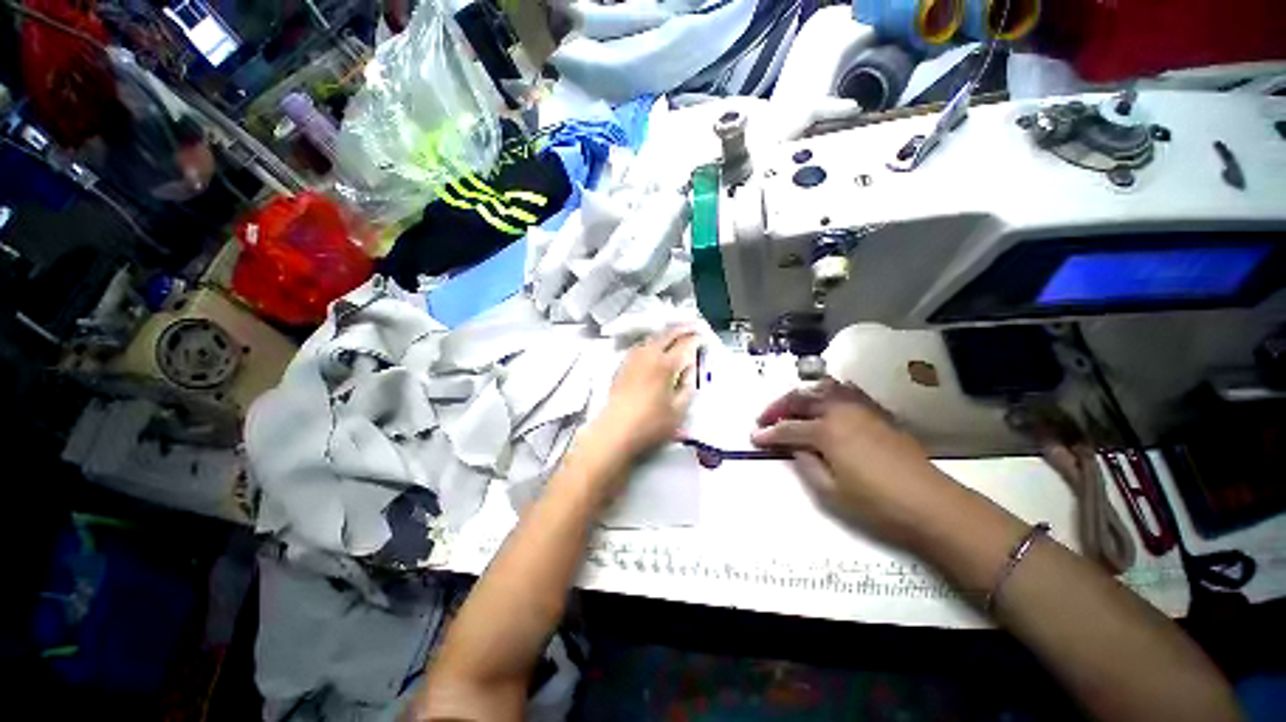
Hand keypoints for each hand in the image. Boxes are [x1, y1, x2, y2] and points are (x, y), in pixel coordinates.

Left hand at [596, 327, 699, 459]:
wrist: (614, 432)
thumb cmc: (650, 424)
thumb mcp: (678, 410)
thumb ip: (687, 387)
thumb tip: (690, 370)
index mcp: (665, 365)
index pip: (684, 345)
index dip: (695, 340)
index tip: (703, 337)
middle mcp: (648, 356)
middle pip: (666, 335)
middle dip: (681, 329)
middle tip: (692, 328)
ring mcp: (633, 359)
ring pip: (651, 338)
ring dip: (665, 334)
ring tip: (675, 335)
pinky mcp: (622, 366)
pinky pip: (640, 346)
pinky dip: (652, 342)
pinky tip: (653, 348)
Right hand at [751, 377, 960, 545]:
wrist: (931, 505)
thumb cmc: (877, 504)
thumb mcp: (830, 491)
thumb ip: (805, 463)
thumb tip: (795, 446)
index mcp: (827, 431)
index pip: (788, 428)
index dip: (768, 433)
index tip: (754, 436)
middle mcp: (840, 411)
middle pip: (801, 398)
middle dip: (778, 406)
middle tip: (765, 419)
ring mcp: (861, 408)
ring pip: (823, 388)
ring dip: (801, 395)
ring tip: (791, 407)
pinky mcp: (876, 413)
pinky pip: (845, 392)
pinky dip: (826, 393)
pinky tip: (823, 403)